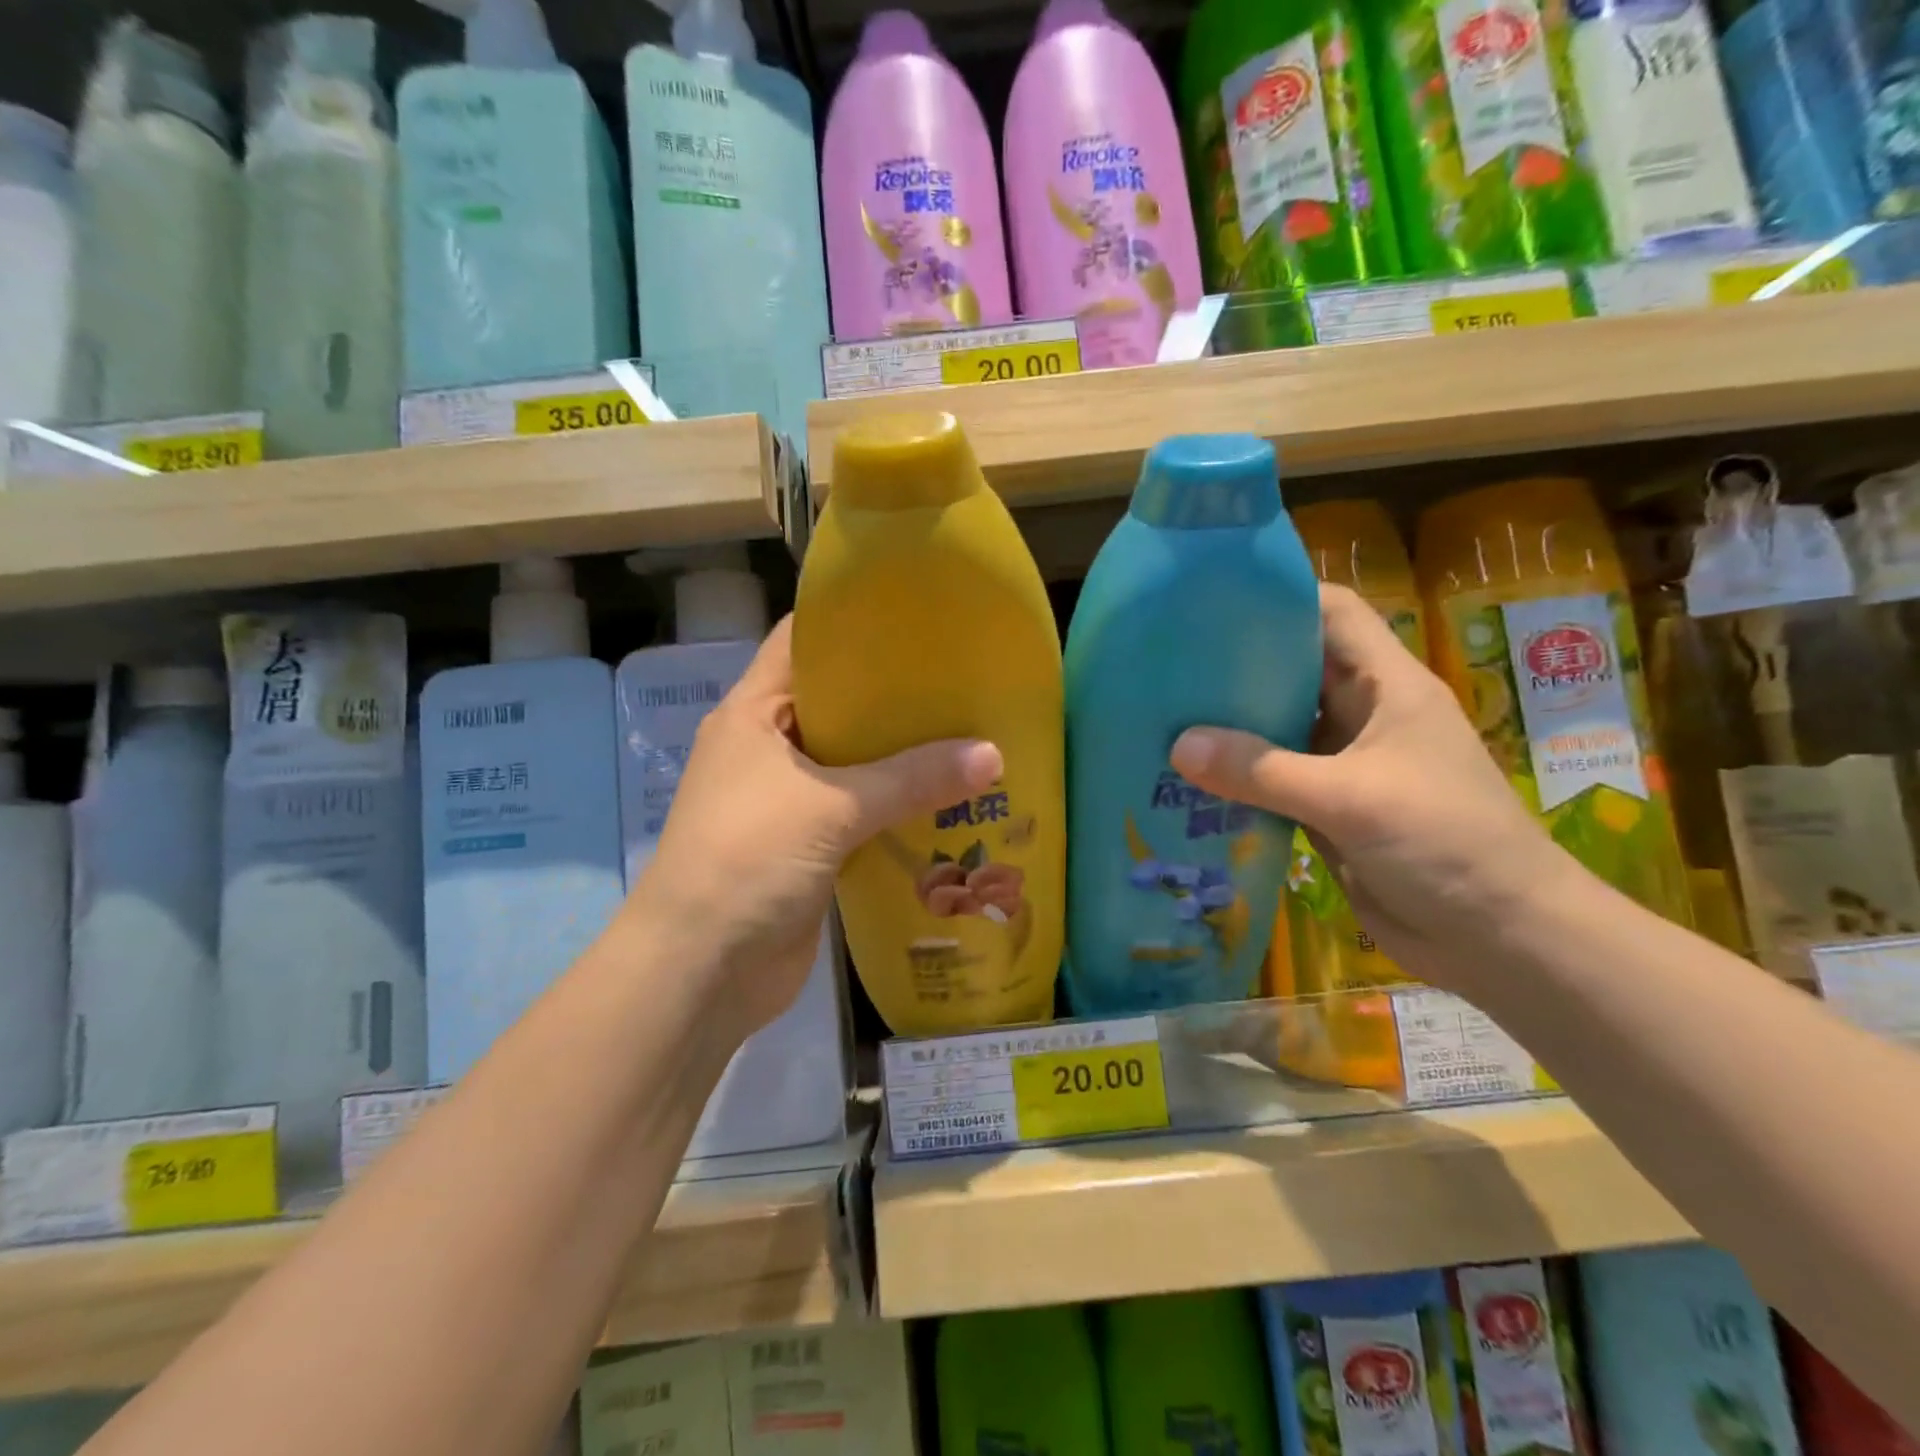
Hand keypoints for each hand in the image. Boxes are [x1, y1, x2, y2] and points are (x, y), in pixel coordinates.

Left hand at [627, 617, 1002, 1039]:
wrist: (701, 971)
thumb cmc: (748, 859)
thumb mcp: (832, 807)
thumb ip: (913, 779)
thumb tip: (995, 755)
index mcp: (755, 713)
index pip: (801, 641)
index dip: (851, 620)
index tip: (916, 611)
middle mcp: (770, 747)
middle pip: (838, 702)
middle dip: (896, 694)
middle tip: (963, 677)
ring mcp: (788, 800)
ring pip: (855, 762)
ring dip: (904, 756)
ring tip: (971, 732)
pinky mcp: (810, 846)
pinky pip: (862, 812)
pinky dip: (899, 806)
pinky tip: (951, 800)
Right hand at [1169, 582, 1583, 992]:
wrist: (1501, 939)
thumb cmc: (1446, 844)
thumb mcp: (1351, 798)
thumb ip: (1262, 771)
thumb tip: (1177, 744)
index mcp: (1386, 685)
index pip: (1333, 614)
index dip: (1280, 598)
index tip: (1210, 603)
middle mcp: (1362, 714)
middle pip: (1293, 669)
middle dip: (1234, 665)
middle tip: (1164, 665)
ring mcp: (1343, 764)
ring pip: (1276, 728)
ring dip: (1228, 726)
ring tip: (1162, 717)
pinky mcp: (1327, 808)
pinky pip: (1271, 780)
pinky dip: (1235, 777)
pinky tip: (1187, 779)